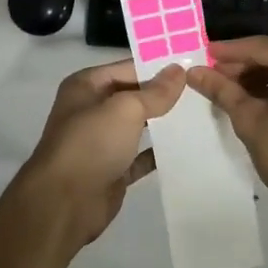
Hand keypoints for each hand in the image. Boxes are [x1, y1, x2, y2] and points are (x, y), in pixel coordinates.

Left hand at [10, 60, 185, 249]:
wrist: (64, 203)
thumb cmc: (91, 143)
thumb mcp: (125, 109)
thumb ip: (154, 92)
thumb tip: (178, 70)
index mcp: (86, 86)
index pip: (127, 67)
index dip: (158, 66)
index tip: (193, 65)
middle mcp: (91, 109)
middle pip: (133, 96)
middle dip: (164, 94)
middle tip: (203, 89)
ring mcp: (101, 141)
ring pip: (138, 126)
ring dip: (164, 123)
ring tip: (202, 114)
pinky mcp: (112, 170)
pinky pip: (140, 156)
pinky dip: (159, 153)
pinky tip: (187, 148)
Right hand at [186, 37, 267, 206]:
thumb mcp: (249, 119)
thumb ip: (221, 89)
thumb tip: (194, 72)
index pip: (261, 47)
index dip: (229, 53)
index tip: (205, 55)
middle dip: (248, 66)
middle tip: (217, 76)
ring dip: (267, 76)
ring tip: (234, 90)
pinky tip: (262, 98)